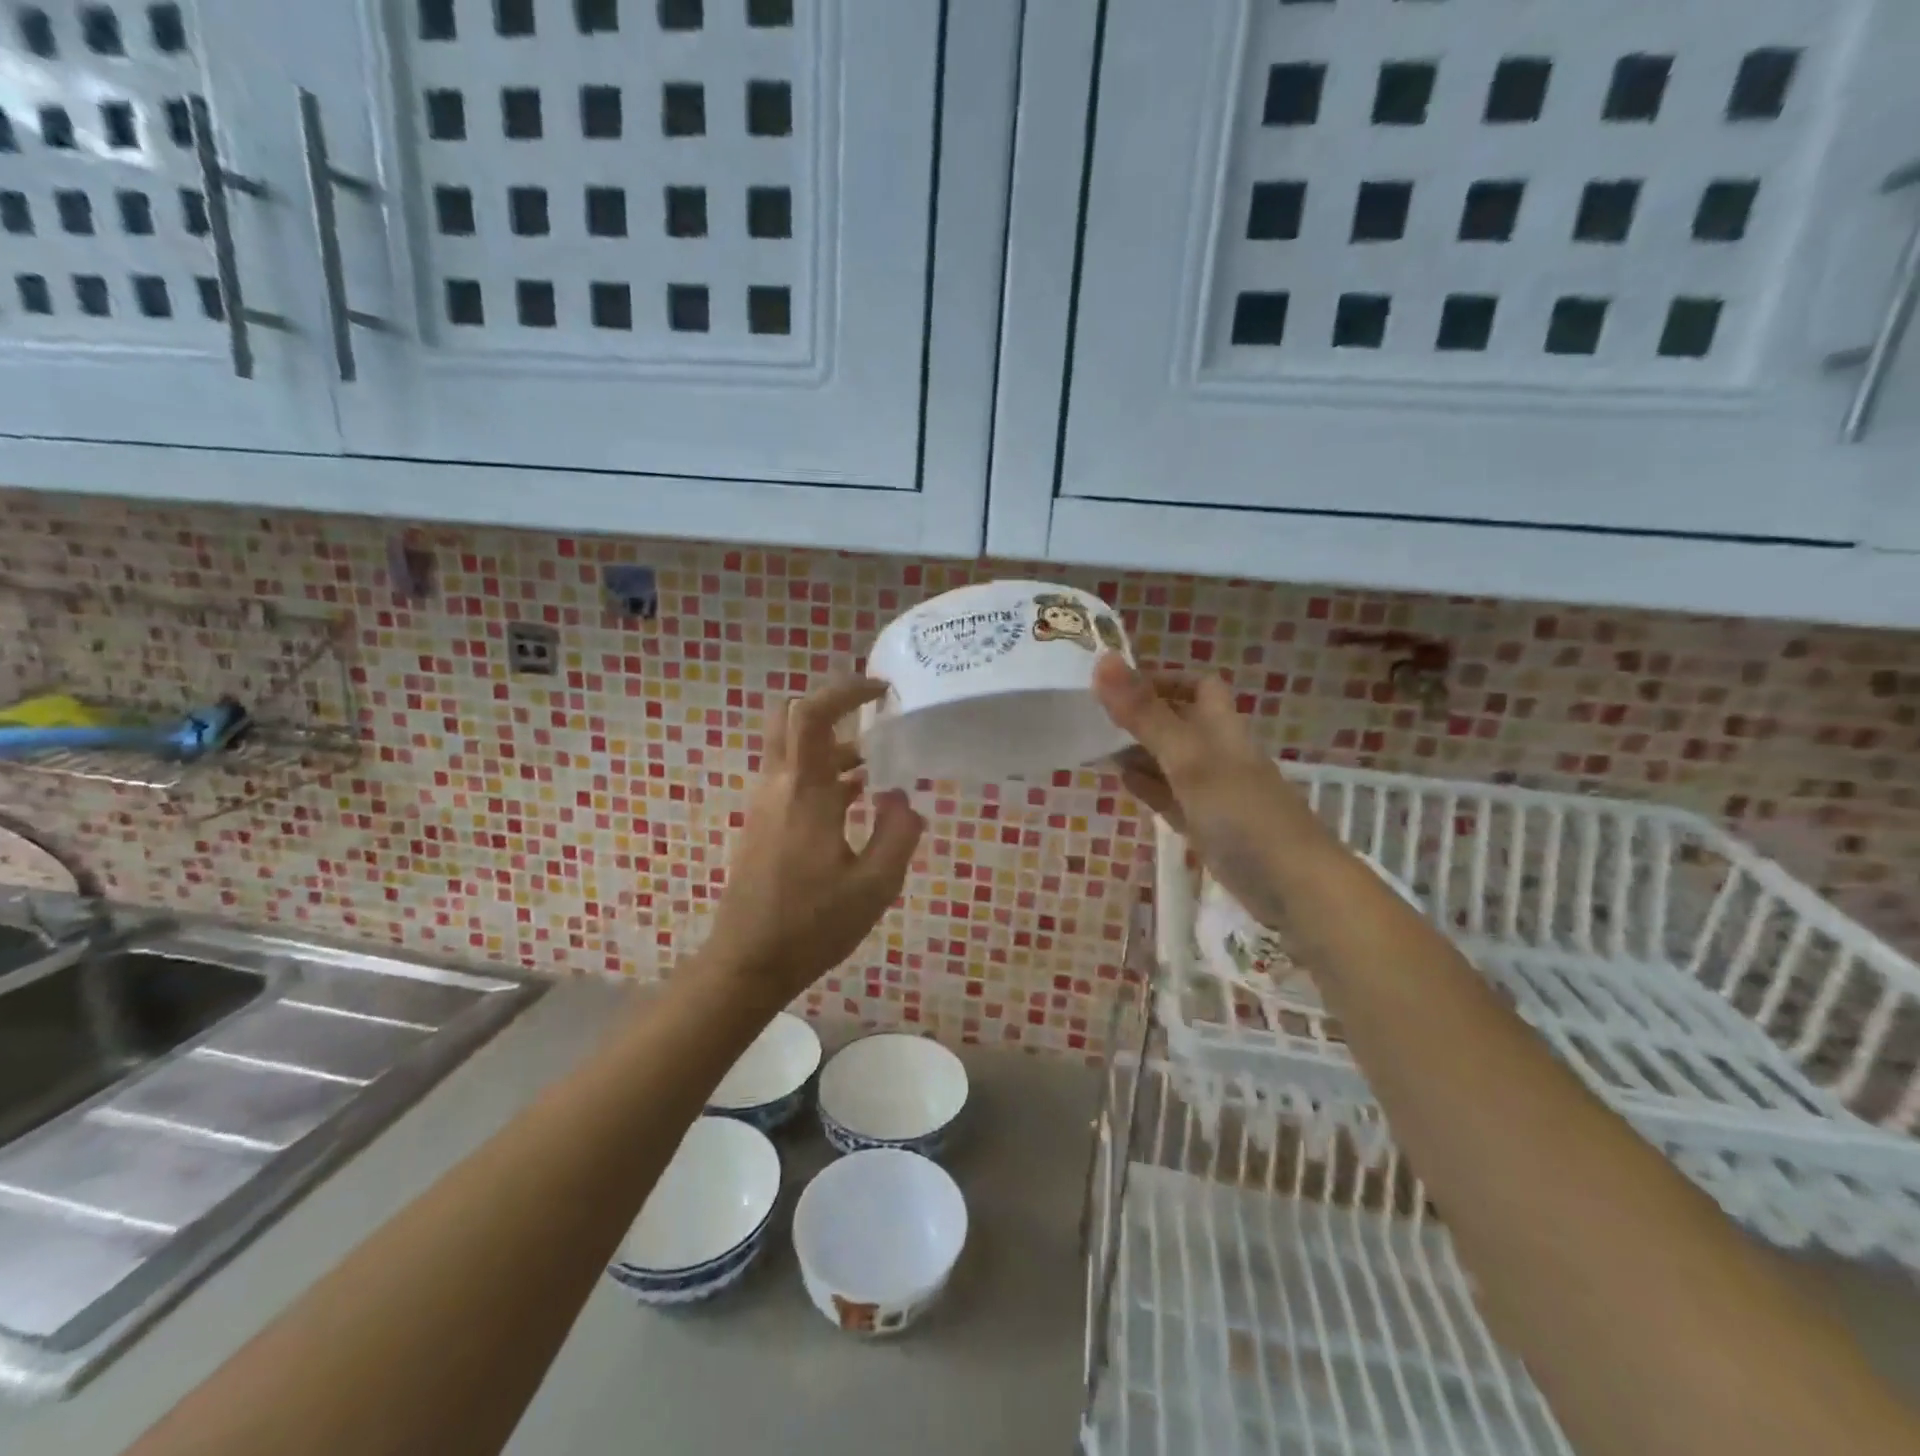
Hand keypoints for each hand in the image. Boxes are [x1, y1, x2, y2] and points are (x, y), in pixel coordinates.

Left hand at [702, 678, 924, 1006]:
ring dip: (833, 747)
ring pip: (793, 751)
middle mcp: (778, 787)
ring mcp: (765, 805)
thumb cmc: (812, 925)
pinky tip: (857, 801)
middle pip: (791, 719)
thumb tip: (900, 798)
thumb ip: (898, 833)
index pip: (812, 714)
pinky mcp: (763, 825)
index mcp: (804, 792)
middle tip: (873, 718)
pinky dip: (824, 774)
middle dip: (832, 709)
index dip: (845, 690)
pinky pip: (792, 779)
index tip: (881, 691)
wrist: (747, 964)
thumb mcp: (875, 885)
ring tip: (880, 765)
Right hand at [1093, 655, 1327, 926]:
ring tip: (1094, 746)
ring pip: (1171, 761)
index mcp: (1221, 728)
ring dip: (1139, 751)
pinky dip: (1147, 785)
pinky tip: (1121, 781)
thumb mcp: (1188, 757)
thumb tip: (1103, 659)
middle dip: (1141, 716)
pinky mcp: (1207, 826)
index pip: (1197, 686)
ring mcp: (1213, 792)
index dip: (1162, 679)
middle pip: (1179, 723)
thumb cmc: (1241, 811)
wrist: (1292, 885)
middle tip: (1093, 716)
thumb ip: (1145, 714)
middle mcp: (1218, 754)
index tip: (1117, 684)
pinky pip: (1170, 796)